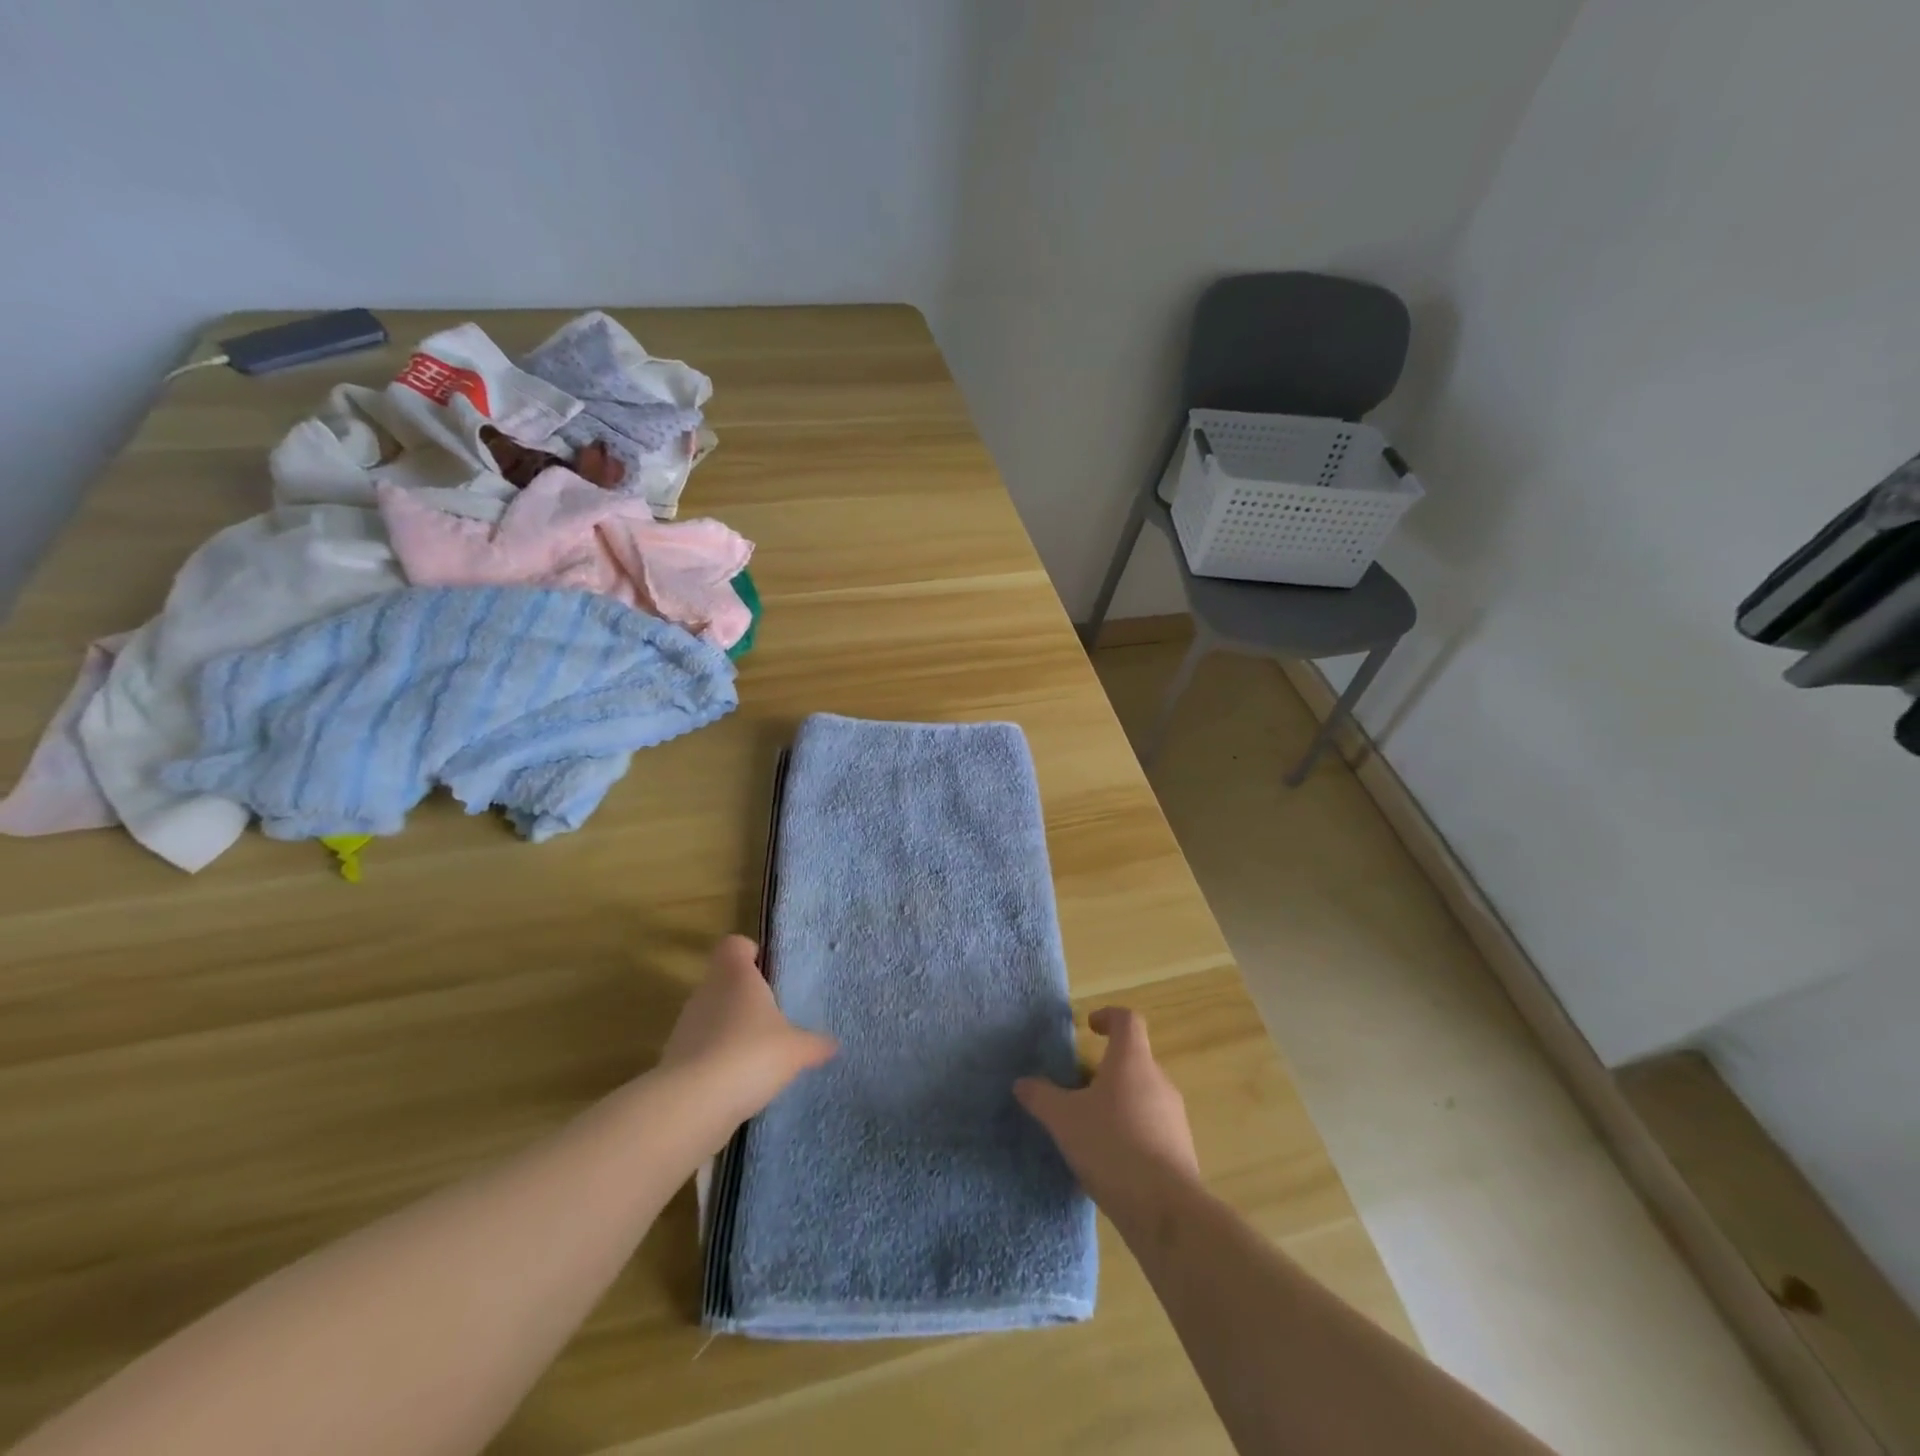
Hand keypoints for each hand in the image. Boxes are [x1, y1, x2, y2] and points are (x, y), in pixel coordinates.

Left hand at [660, 936, 836, 1141]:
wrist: (692, 1105)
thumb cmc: (750, 1055)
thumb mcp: (796, 1049)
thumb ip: (815, 1044)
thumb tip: (833, 1044)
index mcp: (735, 974)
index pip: (735, 945)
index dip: (752, 953)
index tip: (771, 973)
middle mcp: (706, 991)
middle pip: (726, 981)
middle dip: (747, 998)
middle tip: (775, 1018)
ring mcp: (686, 1025)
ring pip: (713, 1015)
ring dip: (732, 1030)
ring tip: (760, 1054)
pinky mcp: (675, 1059)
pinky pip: (702, 1049)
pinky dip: (718, 1060)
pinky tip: (740, 1082)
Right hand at [1014, 1007, 1200, 1223]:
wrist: (1165, 1210)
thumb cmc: (1112, 1146)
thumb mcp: (1064, 1120)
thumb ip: (1041, 1097)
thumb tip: (1021, 1083)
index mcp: (1132, 1061)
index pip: (1127, 1020)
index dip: (1108, 1016)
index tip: (1089, 1028)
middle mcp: (1158, 1080)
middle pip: (1133, 1060)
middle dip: (1105, 1070)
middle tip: (1077, 1090)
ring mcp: (1174, 1116)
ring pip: (1142, 1094)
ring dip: (1117, 1102)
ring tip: (1090, 1128)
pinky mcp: (1181, 1148)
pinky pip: (1152, 1126)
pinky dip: (1131, 1131)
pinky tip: (1111, 1159)